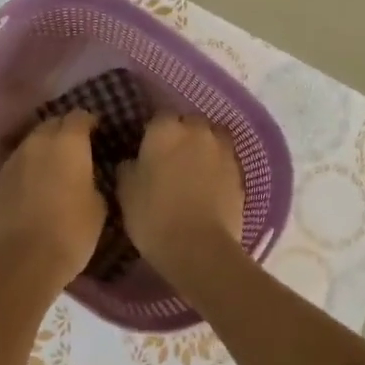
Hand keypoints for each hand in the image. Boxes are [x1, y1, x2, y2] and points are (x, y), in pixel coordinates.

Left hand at [0, 112, 106, 299]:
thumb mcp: (98, 207)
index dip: (89, 122)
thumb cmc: (70, 233)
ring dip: (43, 151)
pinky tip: (32, 190)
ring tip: (53, 171)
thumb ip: (92, 181)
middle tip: (76, 151)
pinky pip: (16, 167)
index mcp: (68, 143)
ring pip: (31, 144)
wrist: (21, 263)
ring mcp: (12, 161)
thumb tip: (86, 177)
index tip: (97, 133)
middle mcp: (37, 143)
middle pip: (52, 124)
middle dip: (64, 132)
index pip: (79, 116)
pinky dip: (26, 171)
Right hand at [116, 115, 245, 280]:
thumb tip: (133, 160)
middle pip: (190, 122)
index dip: (154, 131)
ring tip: (195, 168)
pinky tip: (210, 185)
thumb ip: (128, 167)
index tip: (148, 148)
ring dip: (204, 146)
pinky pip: (226, 160)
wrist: (199, 248)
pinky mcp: (240, 172)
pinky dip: (218, 167)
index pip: (159, 116)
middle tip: (171, 157)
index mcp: (165, 129)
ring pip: (213, 137)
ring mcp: (222, 150)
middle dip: (182, 134)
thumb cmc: (153, 216)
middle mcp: (197, 131)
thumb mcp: (125, 191)